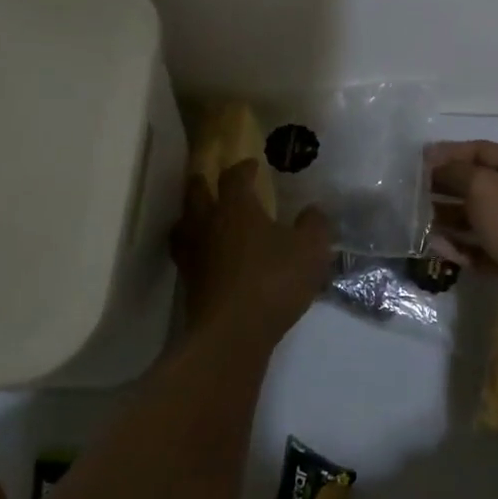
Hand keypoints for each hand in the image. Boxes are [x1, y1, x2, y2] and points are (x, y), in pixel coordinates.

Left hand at [171, 160, 331, 341]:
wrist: (232, 333)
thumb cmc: (274, 280)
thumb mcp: (310, 250)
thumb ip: (314, 226)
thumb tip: (312, 211)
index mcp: (236, 207)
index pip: (233, 177)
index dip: (243, 169)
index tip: (251, 165)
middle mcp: (207, 224)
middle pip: (195, 194)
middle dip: (203, 183)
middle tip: (211, 181)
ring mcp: (193, 255)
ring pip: (184, 225)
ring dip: (191, 216)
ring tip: (201, 218)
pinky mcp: (189, 284)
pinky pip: (187, 256)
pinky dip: (195, 250)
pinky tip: (209, 258)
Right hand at [426, 140, 497, 315]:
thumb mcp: (481, 187)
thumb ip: (454, 171)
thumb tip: (435, 166)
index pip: (482, 150)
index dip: (449, 153)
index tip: (419, 160)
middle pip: (478, 184)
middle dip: (446, 187)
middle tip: (415, 192)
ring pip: (478, 216)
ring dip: (448, 217)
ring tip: (420, 221)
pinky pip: (482, 243)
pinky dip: (461, 244)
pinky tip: (437, 247)